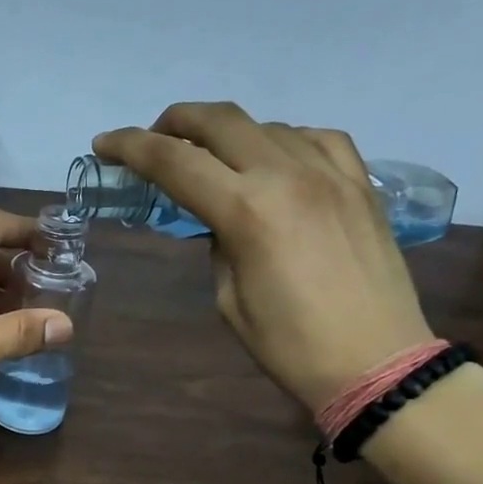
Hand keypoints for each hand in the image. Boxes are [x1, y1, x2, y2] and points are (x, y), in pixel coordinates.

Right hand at [94, 103, 432, 412]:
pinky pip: (317, 139)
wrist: (377, 362)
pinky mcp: (361, 184)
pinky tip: (276, 160)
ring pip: (267, 125)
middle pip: (220, 121)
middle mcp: (288, 175)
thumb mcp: (231, 300)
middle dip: (175, 122)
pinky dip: (284, 141)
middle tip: (153, 139)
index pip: (175, 162)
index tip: (104, 144)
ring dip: (228, 133)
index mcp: (247, 211)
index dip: (131, 148)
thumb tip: (222, 221)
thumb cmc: (290, 347)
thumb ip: (220, 247)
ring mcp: (331, 173)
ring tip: (213, 158)